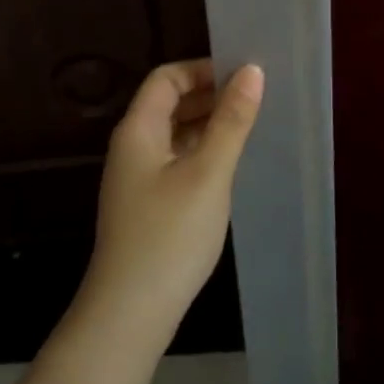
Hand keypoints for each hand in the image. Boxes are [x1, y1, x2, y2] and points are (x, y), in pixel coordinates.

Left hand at [78, 58, 264, 345]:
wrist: (130, 312)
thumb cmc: (170, 235)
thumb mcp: (208, 173)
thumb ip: (231, 121)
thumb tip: (251, 71)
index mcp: (138, 129)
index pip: (166, 78)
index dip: (202, 70)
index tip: (242, 76)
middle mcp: (132, 146)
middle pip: (168, 103)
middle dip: (208, 95)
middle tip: (253, 99)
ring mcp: (136, 177)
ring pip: (173, 133)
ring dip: (206, 124)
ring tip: (247, 127)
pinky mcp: (146, 204)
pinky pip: (174, 160)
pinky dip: (199, 152)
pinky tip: (227, 165)